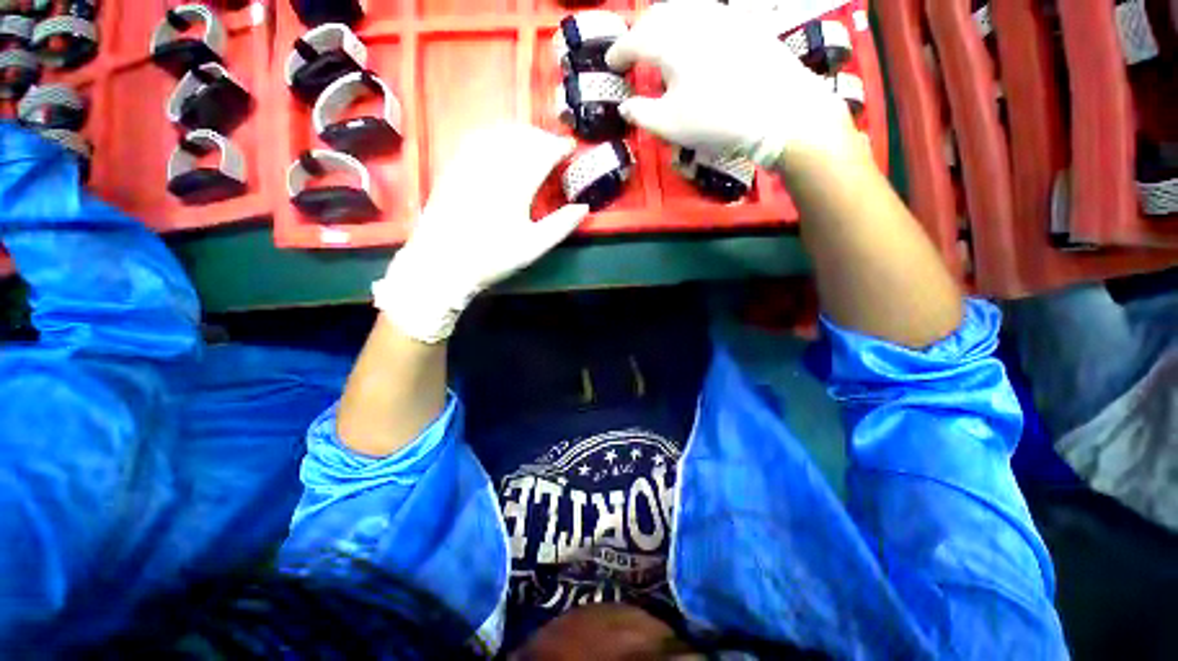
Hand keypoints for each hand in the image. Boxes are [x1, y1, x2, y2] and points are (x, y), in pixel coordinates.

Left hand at [372, 124, 588, 342]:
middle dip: (541, 137)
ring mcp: (470, 165)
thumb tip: (583, 208)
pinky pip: (477, 140)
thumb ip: (561, 226)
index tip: (570, 147)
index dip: (559, 147)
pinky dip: (495, 136)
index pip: (542, 154)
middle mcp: (493, 167)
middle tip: (554, 145)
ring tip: (532, 141)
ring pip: (499, 135)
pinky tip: (500, 143)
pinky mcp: (454, 168)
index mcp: (516, 185)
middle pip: (521, 138)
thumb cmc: (492, 258)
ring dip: (520, 133)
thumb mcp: (533, 247)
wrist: (443, 263)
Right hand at [606, 0, 860, 172]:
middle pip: (657, 16)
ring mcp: (721, 16)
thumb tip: (625, 106)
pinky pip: (705, 14)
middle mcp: (693, 19)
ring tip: (659, 44)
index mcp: (670, 42)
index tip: (610, 64)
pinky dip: (688, 25)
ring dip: (664, 25)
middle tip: (632, 52)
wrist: (779, 111)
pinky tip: (691, 42)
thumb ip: (640, 113)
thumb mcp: (670, 125)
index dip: (618, 53)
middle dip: (639, 33)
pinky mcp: (742, 23)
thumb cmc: (716, 120)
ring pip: (682, 10)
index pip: (634, 41)